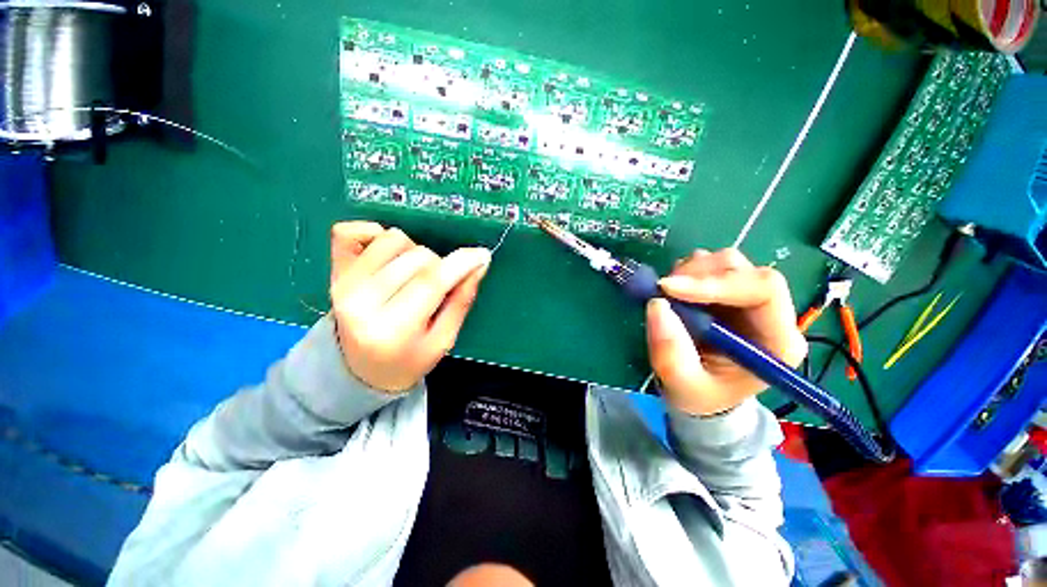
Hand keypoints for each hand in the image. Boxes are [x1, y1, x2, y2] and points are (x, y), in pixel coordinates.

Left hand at [329, 221, 491, 392]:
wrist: (362, 371)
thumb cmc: (409, 360)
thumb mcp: (444, 340)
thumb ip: (461, 300)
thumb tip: (479, 263)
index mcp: (392, 329)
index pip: (431, 282)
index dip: (460, 263)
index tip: (481, 255)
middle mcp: (361, 303)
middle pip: (416, 257)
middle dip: (439, 266)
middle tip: (438, 286)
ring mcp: (343, 284)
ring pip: (392, 239)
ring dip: (413, 252)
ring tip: (413, 274)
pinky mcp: (334, 272)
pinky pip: (348, 232)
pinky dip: (373, 233)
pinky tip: (388, 254)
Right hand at [645, 249, 807, 415]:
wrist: (702, 394)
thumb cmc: (701, 395)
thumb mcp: (683, 384)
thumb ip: (670, 352)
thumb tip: (657, 304)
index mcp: (777, 341)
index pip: (763, 290)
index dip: (716, 283)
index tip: (670, 288)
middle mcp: (771, 314)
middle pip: (744, 270)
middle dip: (700, 274)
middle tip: (663, 288)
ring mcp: (749, 299)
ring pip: (727, 262)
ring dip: (692, 271)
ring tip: (668, 293)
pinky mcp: (728, 292)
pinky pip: (710, 265)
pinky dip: (687, 271)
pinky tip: (676, 291)